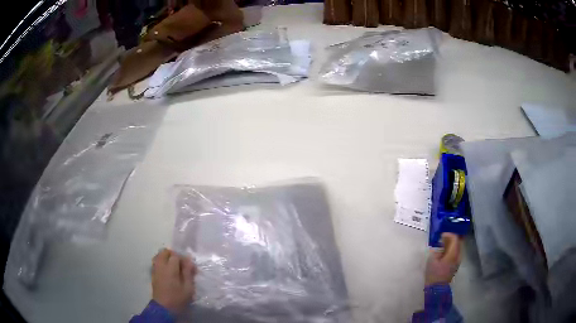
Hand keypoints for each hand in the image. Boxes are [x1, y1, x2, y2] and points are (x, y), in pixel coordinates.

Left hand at [152, 248, 196, 313]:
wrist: (164, 308)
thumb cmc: (178, 298)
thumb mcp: (188, 288)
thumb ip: (188, 272)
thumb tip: (189, 260)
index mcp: (170, 268)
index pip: (176, 255)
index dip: (184, 259)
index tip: (190, 267)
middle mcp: (160, 266)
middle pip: (164, 252)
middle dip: (173, 255)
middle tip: (182, 265)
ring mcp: (155, 270)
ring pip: (159, 256)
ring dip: (166, 258)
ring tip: (175, 267)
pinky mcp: (153, 274)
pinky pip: (156, 262)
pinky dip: (162, 262)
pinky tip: (168, 271)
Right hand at [425, 233, 461, 285]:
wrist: (436, 289)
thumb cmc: (433, 274)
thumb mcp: (432, 261)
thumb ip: (437, 251)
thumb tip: (439, 248)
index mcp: (453, 253)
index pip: (455, 239)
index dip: (449, 234)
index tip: (441, 235)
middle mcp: (458, 256)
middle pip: (458, 242)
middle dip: (452, 238)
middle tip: (443, 237)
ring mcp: (458, 261)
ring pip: (458, 248)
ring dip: (452, 244)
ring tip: (443, 244)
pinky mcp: (455, 266)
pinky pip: (456, 254)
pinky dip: (451, 250)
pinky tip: (444, 253)